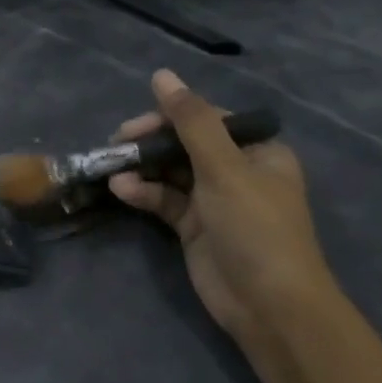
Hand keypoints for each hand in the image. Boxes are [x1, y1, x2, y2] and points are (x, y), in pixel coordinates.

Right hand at [109, 69, 331, 337]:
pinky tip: (121, 190)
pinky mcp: (194, 227)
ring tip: (111, 165)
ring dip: (142, 167)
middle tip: (118, 143)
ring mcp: (213, 200)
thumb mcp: (224, 168)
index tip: (137, 124)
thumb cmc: (255, 228)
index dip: (169, 116)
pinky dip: (143, 193)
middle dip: (150, 142)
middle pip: (184, 143)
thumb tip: (162, 74)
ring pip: (170, 171)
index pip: (206, 118)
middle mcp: (236, 170)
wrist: (270, 308)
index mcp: (256, 150)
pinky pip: (164, 200)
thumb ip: (190, 121)